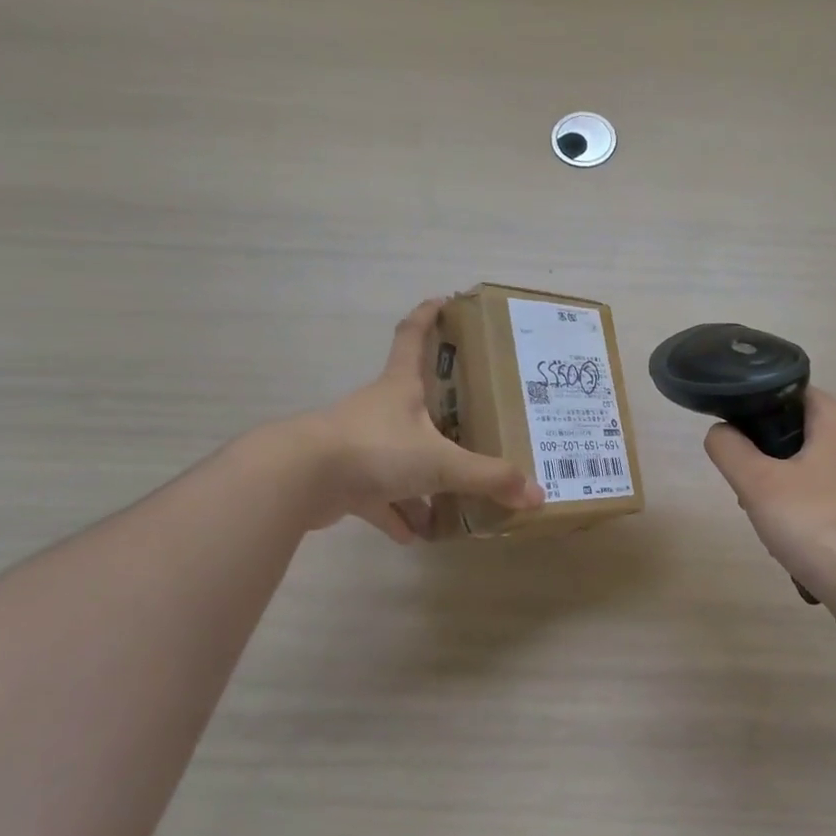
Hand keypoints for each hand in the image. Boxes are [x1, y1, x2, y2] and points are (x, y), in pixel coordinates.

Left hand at [290, 299, 544, 541]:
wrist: (299, 479)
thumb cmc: (376, 449)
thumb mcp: (440, 462)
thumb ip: (487, 478)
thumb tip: (535, 495)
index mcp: (401, 387)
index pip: (412, 337)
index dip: (428, 316)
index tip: (444, 301)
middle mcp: (380, 410)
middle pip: (414, 402)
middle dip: (442, 413)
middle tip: (474, 422)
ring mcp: (359, 445)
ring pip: (398, 457)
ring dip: (421, 480)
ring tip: (452, 501)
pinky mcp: (343, 479)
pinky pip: (377, 497)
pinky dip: (396, 514)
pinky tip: (414, 534)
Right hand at [704, 389, 835, 612]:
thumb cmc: (814, 523)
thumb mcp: (757, 484)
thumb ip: (729, 449)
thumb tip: (720, 432)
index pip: (789, 394)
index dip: (756, 413)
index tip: (737, 446)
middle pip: (800, 432)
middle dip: (768, 458)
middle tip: (749, 490)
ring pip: (814, 465)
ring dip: (786, 486)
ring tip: (769, 520)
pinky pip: (832, 493)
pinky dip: (810, 507)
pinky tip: (797, 537)